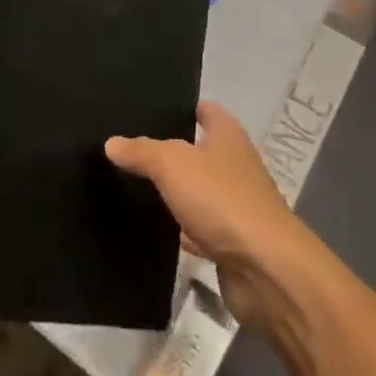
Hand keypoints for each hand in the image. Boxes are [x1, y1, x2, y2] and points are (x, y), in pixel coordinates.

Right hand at [107, 101, 313, 326]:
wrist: (263, 267)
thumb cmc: (221, 199)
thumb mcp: (173, 165)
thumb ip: (142, 152)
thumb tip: (112, 142)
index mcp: (227, 134)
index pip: (205, 110)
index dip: (183, 108)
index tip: (150, 111)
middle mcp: (234, 163)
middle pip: (200, 150)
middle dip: (172, 151)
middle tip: (131, 151)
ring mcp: (235, 203)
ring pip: (198, 190)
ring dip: (176, 192)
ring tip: (134, 187)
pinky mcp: (231, 242)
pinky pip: (200, 228)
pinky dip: (181, 229)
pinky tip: (155, 231)